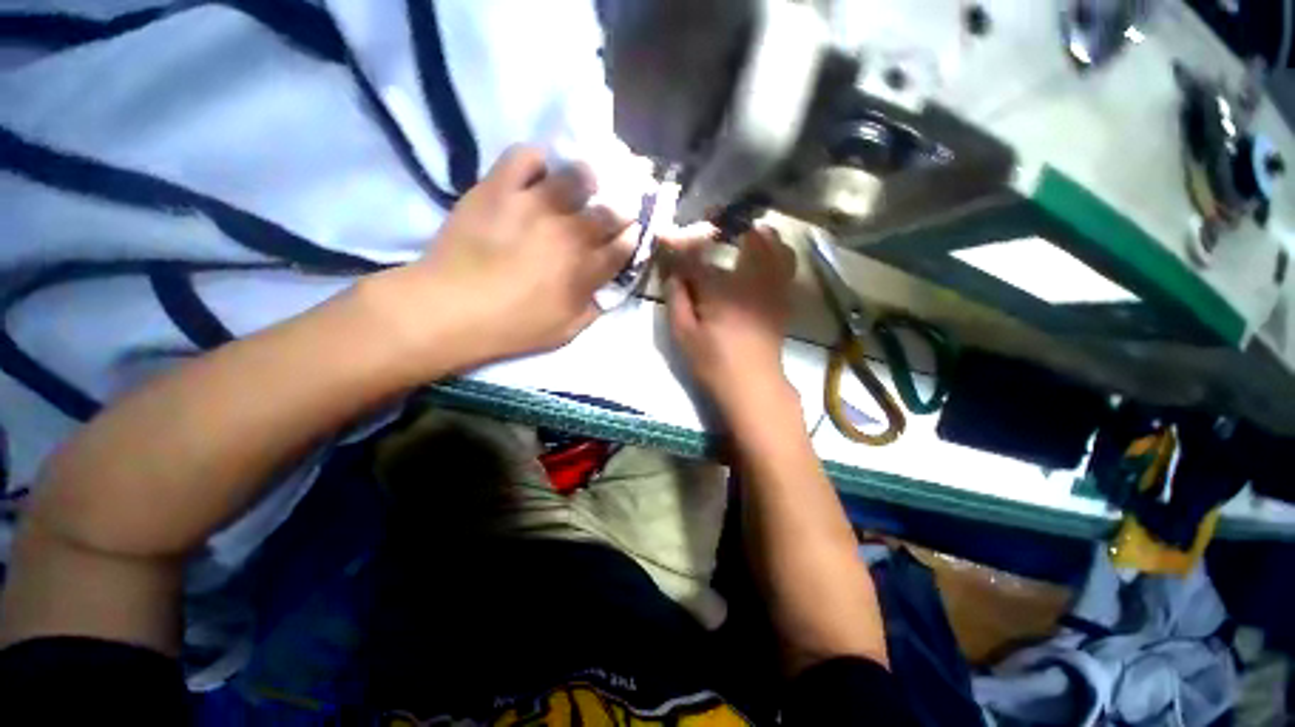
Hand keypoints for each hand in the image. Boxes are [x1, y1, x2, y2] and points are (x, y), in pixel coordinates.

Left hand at [371, 145, 637, 372]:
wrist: (452, 308)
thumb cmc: (514, 327)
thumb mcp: (566, 331)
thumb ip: (593, 307)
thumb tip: (606, 288)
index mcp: (586, 269)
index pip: (623, 245)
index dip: (631, 236)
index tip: (630, 232)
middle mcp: (569, 232)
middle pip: (608, 210)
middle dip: (618, 209)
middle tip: (610, 210)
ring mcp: (535, 205)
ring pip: (576, 176)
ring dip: (586, 180)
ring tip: (580, 184)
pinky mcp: (499, 188)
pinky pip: (526, 157)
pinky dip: (537, 161)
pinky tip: (538, 173)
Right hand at [662, 227, 796, 412]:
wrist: (752, 385)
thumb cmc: (713, 362)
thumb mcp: (683, 334)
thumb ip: (676, 298)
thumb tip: (672, 271)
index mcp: (721, 289)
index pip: (695, 256)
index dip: (678, 243)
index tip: (665, 234)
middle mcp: (751, 279)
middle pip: (743, 235)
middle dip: (726, 221)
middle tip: (711, 220)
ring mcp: (773, 286)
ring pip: (773, 243)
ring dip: (756, 231)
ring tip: (741, 230)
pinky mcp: (783, 296)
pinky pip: (787, 262)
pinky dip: (776, 248)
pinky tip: (765, 250)